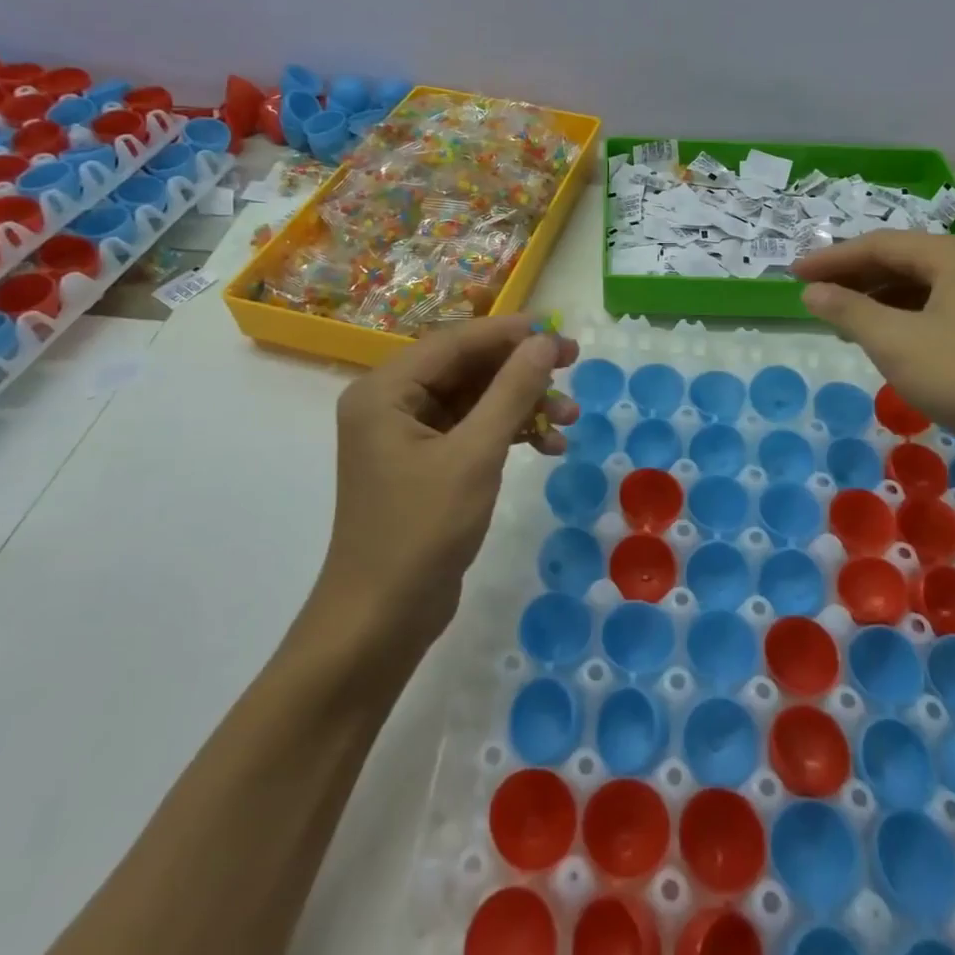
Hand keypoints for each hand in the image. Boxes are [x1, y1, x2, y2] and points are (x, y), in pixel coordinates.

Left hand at [327, 315, 579, 634]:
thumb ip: (511, 392)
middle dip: (521, 372)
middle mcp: (391, 403)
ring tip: (570, 418)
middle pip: (466, 368)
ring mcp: (407, 436)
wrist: (381, 621)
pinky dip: (509, 434)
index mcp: (385, 390)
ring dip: (522, 405)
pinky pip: (472, 431)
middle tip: (573, 368)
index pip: (455, 342)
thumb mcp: (475, 456)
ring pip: (475, 400)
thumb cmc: (421, 532)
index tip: (560, 333)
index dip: (510, 334)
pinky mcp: (425, 465)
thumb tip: (544, 342)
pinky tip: (549, 448)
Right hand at [792, 231, 954, 469]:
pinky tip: (881, 340)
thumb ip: (847, 310)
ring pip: (919, 288)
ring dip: (876, 300)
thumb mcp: (893, 341)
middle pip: (902, 261)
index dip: (832, 258)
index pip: (880, 245)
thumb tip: (811, 291)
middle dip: (853, 277)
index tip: (793, 273)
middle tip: (812, 294)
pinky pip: (936, 312)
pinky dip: (901, 319)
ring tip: (839, 319)